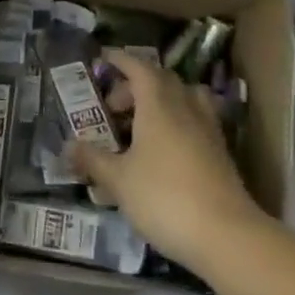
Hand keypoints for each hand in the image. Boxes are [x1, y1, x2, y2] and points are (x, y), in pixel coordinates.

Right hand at [71, 50, 266, 267]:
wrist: (226, 236)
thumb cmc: (164, 198)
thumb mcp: (119, 181)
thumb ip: (93, 160)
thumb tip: (68, 146)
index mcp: (158, 106)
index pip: (140, 69)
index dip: (121, 60)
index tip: (103, 58)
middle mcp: (186, 109)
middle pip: (162, 81)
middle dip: (135, 85)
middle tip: (112, 106)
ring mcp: (208, 131)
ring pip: (184, 99)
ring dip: (161, 100)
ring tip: (141, 123)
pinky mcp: (220, 153)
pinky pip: (196, 121)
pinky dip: (177, 122)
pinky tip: (164, 149)